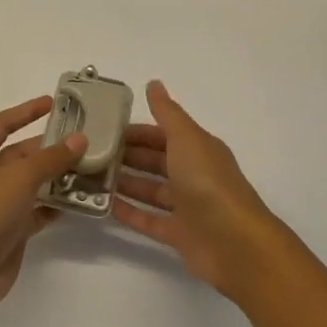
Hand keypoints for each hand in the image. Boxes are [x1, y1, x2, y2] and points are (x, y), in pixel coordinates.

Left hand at [0, 96, 85, 323]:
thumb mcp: (18, 178)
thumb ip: (51, 158)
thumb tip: (80, 139)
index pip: (2, 124)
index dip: (26, 112)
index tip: (53, 103)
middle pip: (21, 154)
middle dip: (50, 148)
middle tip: (85, 140)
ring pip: (32, 183)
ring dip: (58, 177)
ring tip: (91, 168)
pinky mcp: (9, 231)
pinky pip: (37, 210)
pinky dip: (55, 205)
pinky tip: (81, 200)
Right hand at [114, 81, 288, 302]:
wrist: (234, 243)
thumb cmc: (207, 182)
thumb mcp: (186, 138)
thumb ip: (167, 113)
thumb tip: (154, 83)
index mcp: (198, 149)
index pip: (162, 134)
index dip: (136, 131)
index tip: (105, 130)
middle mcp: (194, 175)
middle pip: (156, 162)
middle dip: (128, 156)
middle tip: (92, 154)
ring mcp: (188, 207)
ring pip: (152, 191)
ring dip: (126, 183)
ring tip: (92, 178)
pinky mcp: (181, 236)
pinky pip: (150, 221)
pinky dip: (130, 213)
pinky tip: (105, 207)